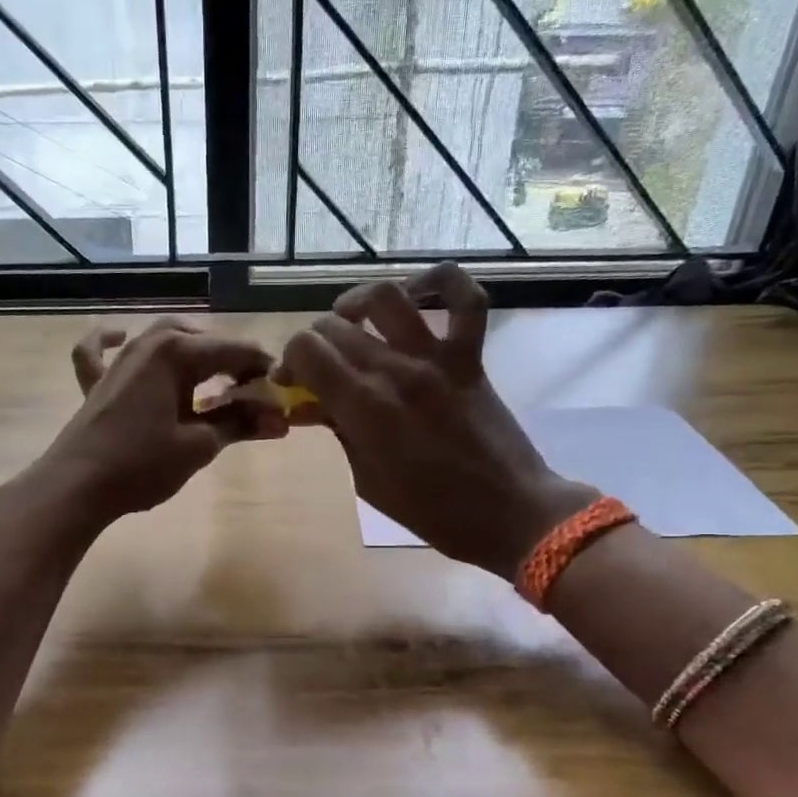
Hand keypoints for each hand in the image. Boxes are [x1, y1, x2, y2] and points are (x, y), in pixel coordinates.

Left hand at [39, 317, 283, 526]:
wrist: (77, 486)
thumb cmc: (142, 464)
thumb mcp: (198, 445)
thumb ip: (239, 424)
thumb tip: (278, 419)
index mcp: (176, 352)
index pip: (234, 351)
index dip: (262, 371)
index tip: (281, 395)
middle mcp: (148, 343)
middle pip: (202, 341)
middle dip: (232, 362)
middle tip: (252, 393)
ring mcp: (119, 360)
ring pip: (163, 339)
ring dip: (192, 351)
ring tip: (214, 377)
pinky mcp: (97, 381)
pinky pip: (101, 350)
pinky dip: (110, 340)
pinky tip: (120, 336)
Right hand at [279, 264, 593, 577]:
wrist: (508, 512)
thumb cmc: (431, 511)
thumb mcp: (367, 481)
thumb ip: (338, 433)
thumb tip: (311, 404)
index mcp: (364, 408)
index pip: (306, 350)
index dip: (288, 360)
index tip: (291, 382)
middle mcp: (396, 371)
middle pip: (335, 326)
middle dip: (314, 342)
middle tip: (317, 366)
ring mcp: (437, 358)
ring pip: (387, 297)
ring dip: (357, 303)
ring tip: (351, 321)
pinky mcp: (470, 356)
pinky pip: (464, 299)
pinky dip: (440, 284)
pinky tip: (415, 294)